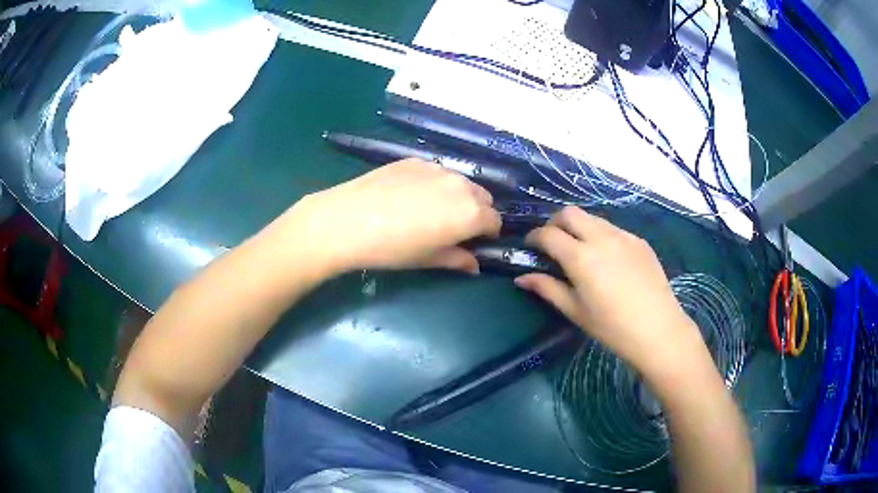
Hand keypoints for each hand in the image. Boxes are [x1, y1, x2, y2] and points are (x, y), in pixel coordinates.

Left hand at [271, 159, 501, 275]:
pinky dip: (435, 184)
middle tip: (453, 228)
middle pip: (483, 197)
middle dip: (477, 212)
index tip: (473, 242)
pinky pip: (437, 172)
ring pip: (461, 182)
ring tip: (431, 210)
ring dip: (457, 196)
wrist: (348, 220)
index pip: (495, 221)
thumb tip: (473, 264)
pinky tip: (410, 196)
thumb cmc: (392, 248)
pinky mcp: (415, 160)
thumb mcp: (428, 259)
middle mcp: (461, 185)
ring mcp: (437, 168)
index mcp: (471, 213)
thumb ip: (457, 259)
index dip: (487, 233)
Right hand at [515, 206, 706, 378]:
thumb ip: (547, 288)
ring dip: (579, 227)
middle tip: (554, 244)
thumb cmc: (612, 327)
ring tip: (581, 251)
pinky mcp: (639, 240)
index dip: (534, 238)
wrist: (658, 329)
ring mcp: (623, 235)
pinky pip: (613, 228)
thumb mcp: (575, 311)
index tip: (530, 247)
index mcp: (581, 257)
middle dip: (555, 223)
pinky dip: (601, 235)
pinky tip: (607, 259)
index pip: (548, 233)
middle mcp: (601, 237)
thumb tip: (521, 278)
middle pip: (569, 213)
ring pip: (592, 218)